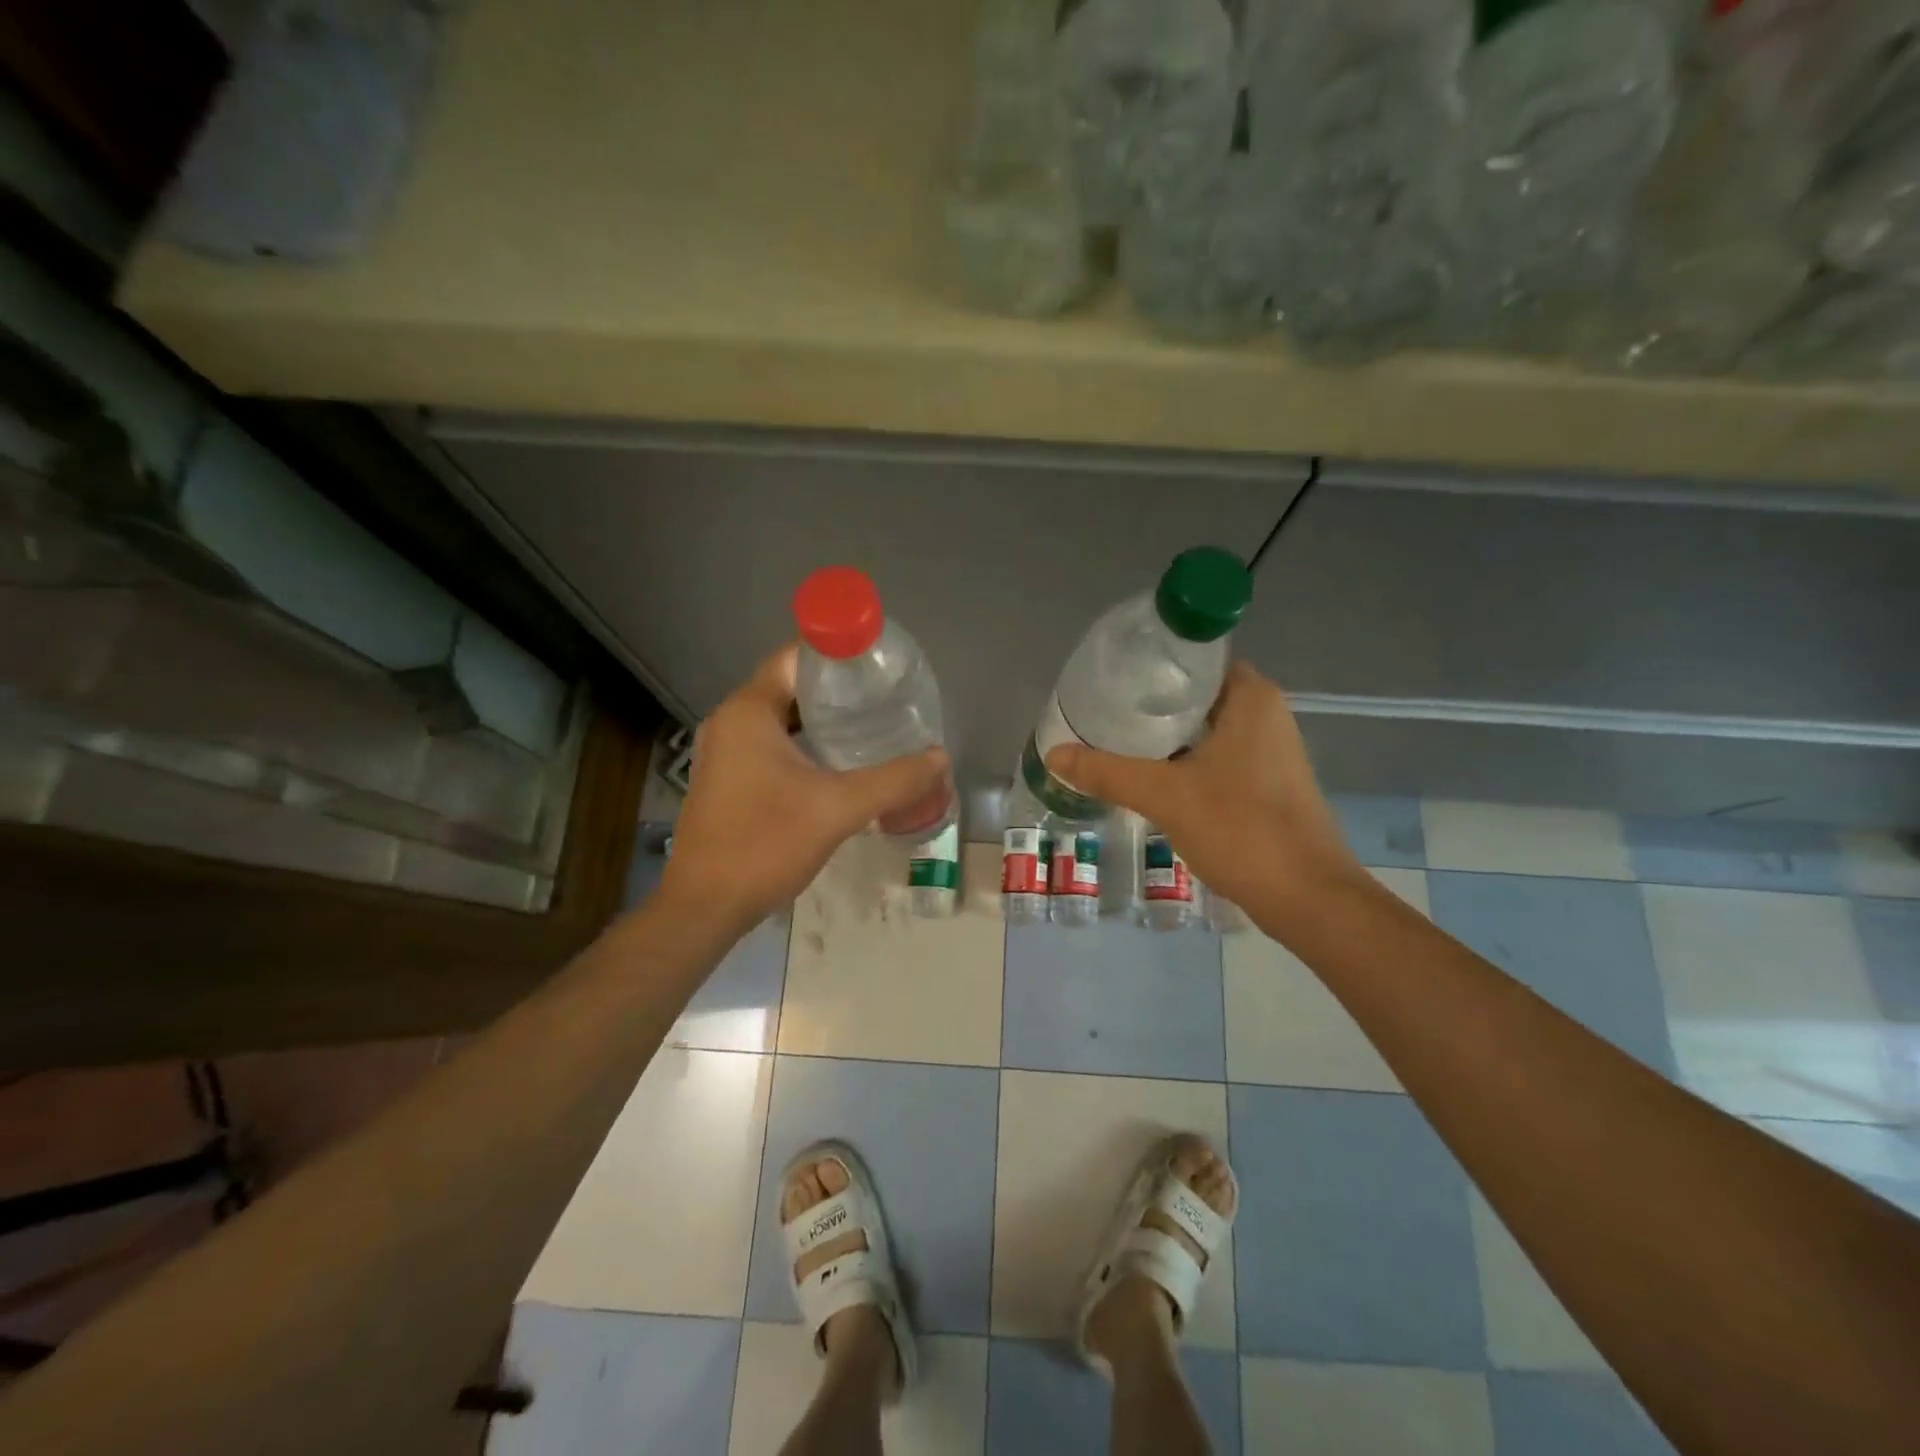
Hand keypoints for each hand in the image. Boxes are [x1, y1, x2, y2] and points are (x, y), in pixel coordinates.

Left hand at [660, 645, 950, 929]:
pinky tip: (840, 766)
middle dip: (840, 691)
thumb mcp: (838, 808)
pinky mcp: (729, 780)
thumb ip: (894, 780)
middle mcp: (732, 721)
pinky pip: (773, 746)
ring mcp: (726, 752)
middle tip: (887, 700)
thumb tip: (940, 757)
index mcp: (749, 710)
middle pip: (792, 686)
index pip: (796, 656)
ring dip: (824, 722)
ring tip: (873, 729)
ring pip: (783, 719)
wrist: (706, 906)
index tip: (880, 666)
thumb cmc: (765, 843)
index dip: (839, 654)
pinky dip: (806, 747)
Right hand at [1043, 662, 1360, 924]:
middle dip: (1149, 704)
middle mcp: (1265, 714)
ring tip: (1114, 739)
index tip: (1110, 677)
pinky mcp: (1266, 783)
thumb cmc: (1241, 829)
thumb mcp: (1164, 796)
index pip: (1193, 660)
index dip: (1151, 666)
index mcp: (1250, 698)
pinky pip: (1215, 757)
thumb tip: (1054, 754)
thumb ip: (1108, 772)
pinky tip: (1148, 776)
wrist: (1306, 897)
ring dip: (1164, 736)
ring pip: (1204, 730)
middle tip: (1101, 711)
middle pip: (1194, 695)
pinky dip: (1183, 761)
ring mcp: (1269, 751)